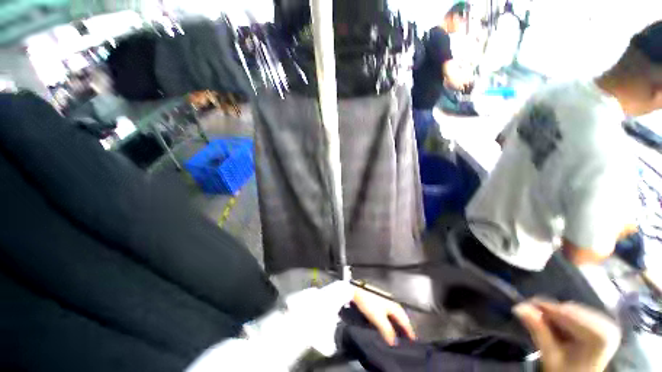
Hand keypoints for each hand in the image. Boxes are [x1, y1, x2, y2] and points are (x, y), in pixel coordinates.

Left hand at [352, 288, 415, 345]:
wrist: (357, 290)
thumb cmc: (369, 302)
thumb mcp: (378, 318)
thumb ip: (387, 330)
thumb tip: (394, 342)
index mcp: (394, 306)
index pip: (405, 321)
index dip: (409, 331)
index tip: (413, 339)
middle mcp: (392, 302)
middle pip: (401, 317)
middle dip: (404, 327)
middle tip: (406, 337)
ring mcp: (385, 300)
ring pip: (394, 314)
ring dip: (396, 323)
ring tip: (397, 332)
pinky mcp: (378, 299)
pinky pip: (387, 312)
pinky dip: (389, 319)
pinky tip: (385, 323)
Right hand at [513, 299, 620, 371]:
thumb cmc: (565, 371)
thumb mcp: (550, 356)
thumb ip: (538, 331)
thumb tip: (519, 307)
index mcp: (599, 336)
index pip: (567, 314)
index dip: (544, 308)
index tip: (522, 306)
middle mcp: (607, 325)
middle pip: (570, 311)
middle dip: (550, 313)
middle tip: (530, 316)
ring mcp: (607, 323)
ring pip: (572, 310)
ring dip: (556, 315)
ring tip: (543, 324)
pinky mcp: (602, 323)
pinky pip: (578, 313)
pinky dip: (564, 318)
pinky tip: (558, 327)